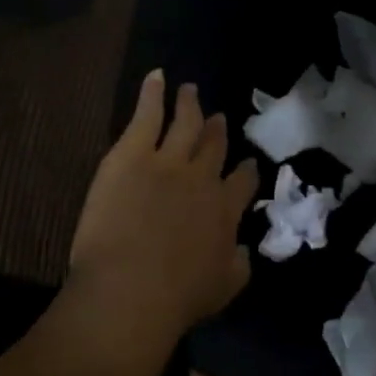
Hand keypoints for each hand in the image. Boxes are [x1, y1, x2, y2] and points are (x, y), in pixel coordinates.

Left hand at [68, 71, 259, 345]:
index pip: (242, 180)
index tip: (245, 164)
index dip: (244, 170)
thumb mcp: (225, 287)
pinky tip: (157, 77)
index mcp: (225, 209)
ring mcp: (168, 160)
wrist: (131, 288)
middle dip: (217, 131)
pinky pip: (147, 115)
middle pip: (214, 146)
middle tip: (218, 119)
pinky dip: (153, 93)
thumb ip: (239, 263)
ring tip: (191, 90)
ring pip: (185, 123)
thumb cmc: (178, 297)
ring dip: (189, 105)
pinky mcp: (132, 154)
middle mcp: (203, 177)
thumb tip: (243, 249)